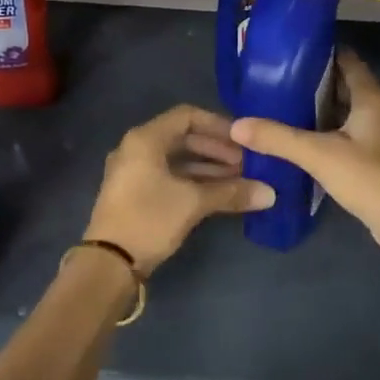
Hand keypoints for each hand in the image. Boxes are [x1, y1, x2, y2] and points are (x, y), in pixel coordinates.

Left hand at [84, 105, 274, 273]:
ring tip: (240, 179)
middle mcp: (136, 148)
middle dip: (217, 149)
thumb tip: (270, 193)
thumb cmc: (149, 219)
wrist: (108, 263)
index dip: (218, 125)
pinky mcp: (136, 193)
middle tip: (246, 163)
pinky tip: (219, 194)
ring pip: (177, 160)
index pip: (188, 116)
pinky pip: (169, 176)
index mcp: (145, 139)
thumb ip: (231, 192)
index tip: (244, 140)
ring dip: (208, 167)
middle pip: (183, 137)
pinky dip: (194, 181)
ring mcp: (134, 171)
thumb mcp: (193, 203)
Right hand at [229, 49, 379, 246]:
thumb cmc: (369, 178)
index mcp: (372, 99)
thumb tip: (237, 125)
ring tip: (284, 109)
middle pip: (346, 88)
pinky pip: (349, 138)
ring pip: (347, 115)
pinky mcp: (379, 162)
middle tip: (278, 81)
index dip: (323, 53)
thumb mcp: (318, 155)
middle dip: (315, 83)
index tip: (291, 52)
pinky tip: (305, 143)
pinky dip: (328, 135)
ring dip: (321, 111)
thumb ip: (278, 138)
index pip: (348, 62)